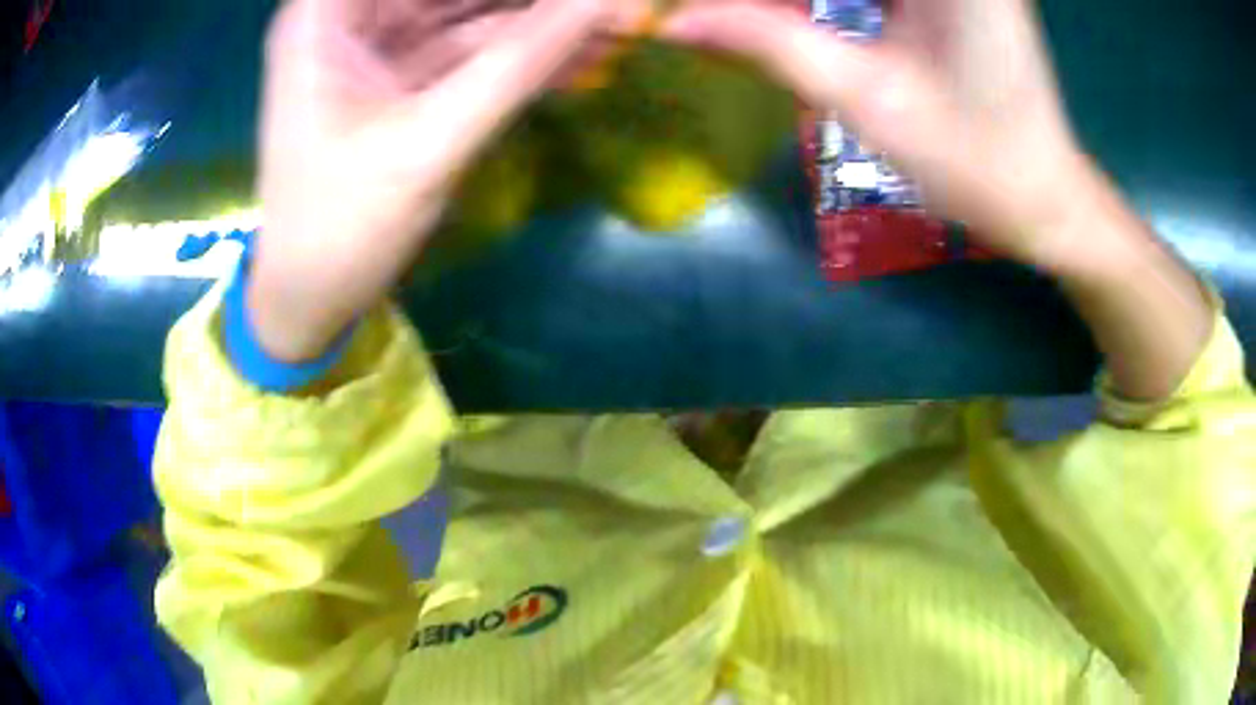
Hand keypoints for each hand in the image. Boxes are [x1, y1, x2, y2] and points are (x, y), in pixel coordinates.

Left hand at [248, 0, 646, 361]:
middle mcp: (347, 14)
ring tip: (611, 23)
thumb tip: (605, 3)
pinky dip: (517, 52)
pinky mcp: (396, 74)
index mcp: (325, 13)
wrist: (309, 301)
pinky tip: (581, 53)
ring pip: (465, 10)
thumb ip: (520, 62)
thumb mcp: (430, 141)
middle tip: (606, 8)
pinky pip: (466, 47)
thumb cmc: (342, 228)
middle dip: (528, 1)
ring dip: (534, 21)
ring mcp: (372, 43)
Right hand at [662, 0, 1090, 267]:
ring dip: (795, 7)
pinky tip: (790, 23)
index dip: (764, 0)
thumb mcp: (868, 97)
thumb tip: (677, 19)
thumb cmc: (975, 162)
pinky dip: (823, 5)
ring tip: (748, 27)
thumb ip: (769, 42)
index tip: (705, 14)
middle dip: (772, 5)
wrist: (1042, 199)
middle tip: (722, 24)